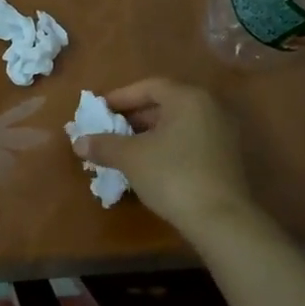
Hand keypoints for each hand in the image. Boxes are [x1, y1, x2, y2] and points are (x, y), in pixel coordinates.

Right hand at [73, 78, 253, 235]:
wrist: (220, 219)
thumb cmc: (172, 175)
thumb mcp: (131, 158)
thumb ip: (104, 145)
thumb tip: (78, 143)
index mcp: (188, 99)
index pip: (149, 86)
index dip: (121, 97)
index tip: (100, 110)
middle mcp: (209, 108)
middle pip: (165, 104)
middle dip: (134, 117)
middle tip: (110, 130)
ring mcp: (222, 133)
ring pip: (177, 124)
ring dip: (149, 133)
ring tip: (125, 149)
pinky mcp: (226, 157)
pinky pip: (189, 140)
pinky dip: (167, 146)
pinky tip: (149, 164)